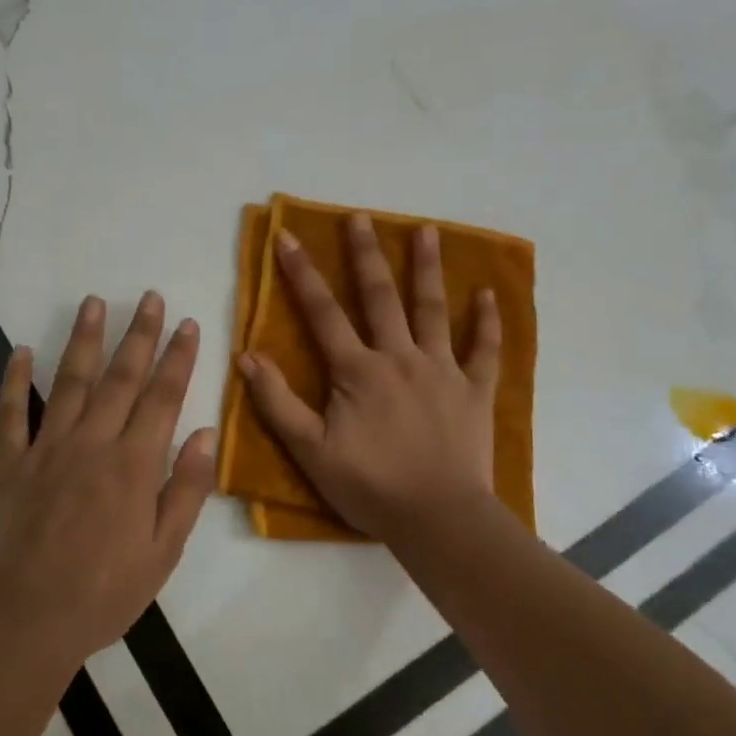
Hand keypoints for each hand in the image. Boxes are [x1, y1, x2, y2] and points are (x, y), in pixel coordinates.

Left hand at [0, 293, 215, 672]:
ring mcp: (45, 449)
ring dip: (84, 339)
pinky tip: (21, 349)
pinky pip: (10, 413)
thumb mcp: (164, 551)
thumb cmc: (106, 592)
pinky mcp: (8, 464)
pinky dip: (14, 379)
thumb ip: (187, 488)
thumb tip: (206, 432)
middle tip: (149, 297)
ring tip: (94, 302)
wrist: (28, 622)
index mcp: (133, 465)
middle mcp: (91, 444)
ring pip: (69, 382)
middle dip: (139, 334)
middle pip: (120, 378)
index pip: (162, 397)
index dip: (177, 357)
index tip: (187, 324)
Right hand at [240, 215, 500, 539]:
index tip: (288, 237)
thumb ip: (278, 402)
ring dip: (429, 269)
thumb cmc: (369, 486)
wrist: (437, 518)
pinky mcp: (474, 390)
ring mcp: (442, 370)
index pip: (323, 313)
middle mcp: (399, 357)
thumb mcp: (311, 450)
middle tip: (361, 217)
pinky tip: (488, 294)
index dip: (302, 274)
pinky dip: (488, 322)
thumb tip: (247, 356)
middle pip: (380, 297)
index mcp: (357, 371)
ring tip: (428, 230)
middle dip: (366, 255)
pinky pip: (484, 349)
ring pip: (434, 310)